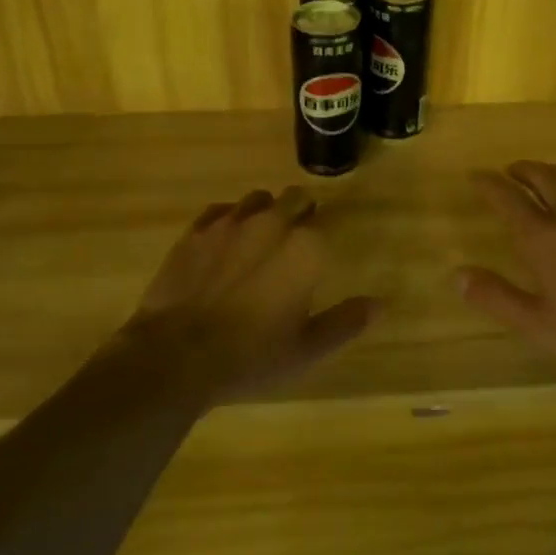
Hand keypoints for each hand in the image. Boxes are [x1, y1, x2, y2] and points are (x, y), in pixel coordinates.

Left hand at [119, 186, 379, 399]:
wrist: (176, 356)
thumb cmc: (251, 355)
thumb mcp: (307, 349)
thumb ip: (345, 322)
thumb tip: (380, 304)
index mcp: (305, 247)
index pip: (324, 221)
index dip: (323, 235)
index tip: (320, 253)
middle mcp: (270, 223)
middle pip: (294, 198)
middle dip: (299, 212)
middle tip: (295, 243)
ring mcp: (229, 224)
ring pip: (257, 199)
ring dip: (265, 212)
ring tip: (260, 240)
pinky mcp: (194, 232)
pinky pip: (220, 210)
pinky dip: (229, 220)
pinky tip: (224, 243)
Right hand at [456, 162, 555, 384]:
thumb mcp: (537, 323)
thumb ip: (496, 296)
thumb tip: (457, 276)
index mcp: (543, 235)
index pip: (507, 197)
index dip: (488, 183)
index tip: (476, 176)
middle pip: (543, 175)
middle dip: (521, 170)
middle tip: (510, 171)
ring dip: (554, 170)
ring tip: (546, 174)